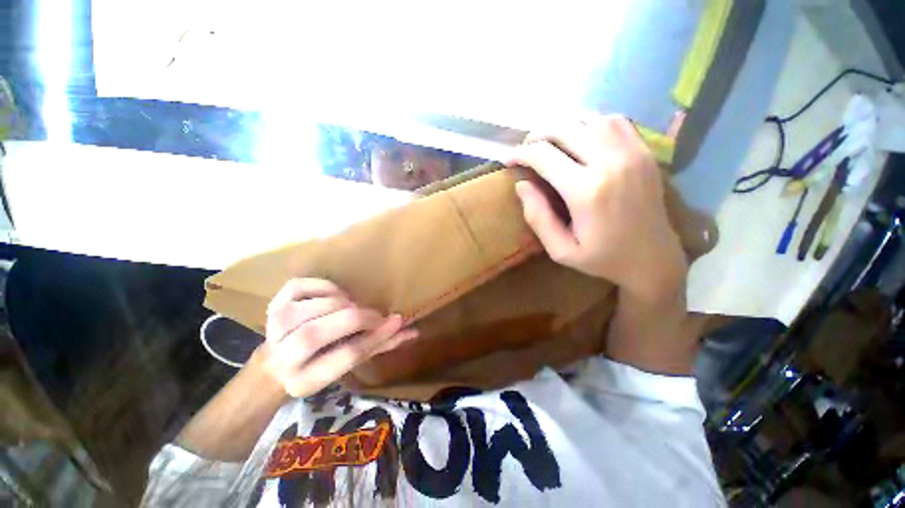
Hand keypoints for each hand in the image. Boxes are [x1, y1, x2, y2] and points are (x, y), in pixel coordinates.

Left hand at [253, 278, 417, 396]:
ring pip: (310, 309)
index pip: (342, 358)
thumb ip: (379, 346)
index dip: (374, 337)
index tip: (396, 321)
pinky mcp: (274, 303)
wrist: (275, 362)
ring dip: (341, 304)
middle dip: (355, 319)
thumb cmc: (319, 364)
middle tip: (373, 316)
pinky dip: (325, 286)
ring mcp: (273, 326)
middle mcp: (280, 356)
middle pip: (316, 334)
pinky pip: (302, 286)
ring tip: (351, 309)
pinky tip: (335, 296)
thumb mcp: (350, 363)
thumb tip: (412, 331)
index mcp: (304, 380)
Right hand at [508, 114, 686, 299]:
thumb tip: (521, 185)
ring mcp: (632, 152)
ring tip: (550, 142)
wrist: (653, 258)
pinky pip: (613, 121)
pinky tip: (581, 137)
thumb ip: (537, 217)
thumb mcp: (560, 250)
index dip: (520, 153)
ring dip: (563, 127)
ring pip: (588, 119)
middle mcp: (610, 162)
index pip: (544, 156)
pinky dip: (590, 123)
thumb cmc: (603, 259)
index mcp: (586, 191)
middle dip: (537, 135)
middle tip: (526, 149)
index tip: (508, 159)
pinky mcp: (644, 151)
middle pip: (565, 129)